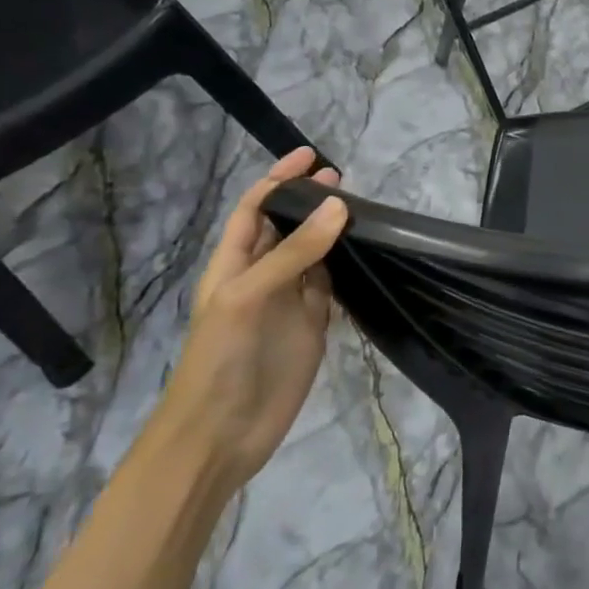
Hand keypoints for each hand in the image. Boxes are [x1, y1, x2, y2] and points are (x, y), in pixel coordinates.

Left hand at [150, 148, 350, 493]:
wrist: (221, 433)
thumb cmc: (222, 359)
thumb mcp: (250, 297)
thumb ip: (294, 253)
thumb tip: (338, 206)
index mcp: (233, 265)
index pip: (254, 210)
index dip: (277, 181)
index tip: (310, 156)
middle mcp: (262, 277)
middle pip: (286, 227)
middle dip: (309, 200)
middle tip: (344, 178)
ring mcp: (289, 302)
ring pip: (314, 255)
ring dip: (332, 231)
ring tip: (363, 208)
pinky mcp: (313, 326)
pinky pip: (331, 286)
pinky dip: (347, 267)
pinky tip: (366, 253)